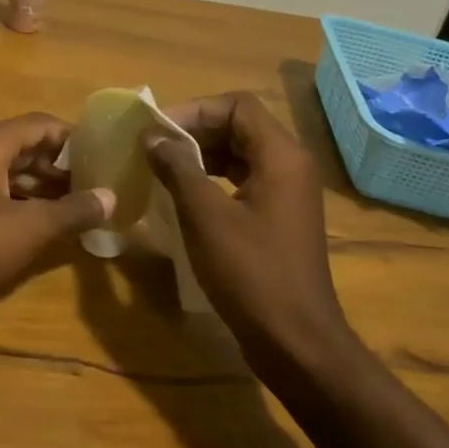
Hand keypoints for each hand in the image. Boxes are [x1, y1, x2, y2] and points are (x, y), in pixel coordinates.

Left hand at [0, 113, 115, 325]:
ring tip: (79, 205)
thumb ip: (72, 211)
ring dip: (43, 186)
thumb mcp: (27, 229)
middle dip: (62, 164)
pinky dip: (21, 202)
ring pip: (10, 172)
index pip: (41, 124)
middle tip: (99, 184)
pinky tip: (42, 225)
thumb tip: (112, 197)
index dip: (75, 138)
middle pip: (26, 146)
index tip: (106, 156)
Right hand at [142, 92, 348, 353]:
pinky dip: (212, 179)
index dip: (195, 110)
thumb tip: (152, 137)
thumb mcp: (205, 217)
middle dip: (194, 131)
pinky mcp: (277, 218)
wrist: (296, 343)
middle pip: (239, 126)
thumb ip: (178, 168)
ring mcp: (286, 193)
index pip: (237, 105)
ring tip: (161, 169)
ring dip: (200, 155)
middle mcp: (289, 165)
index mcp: (281, 156)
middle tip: (152, 149)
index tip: (158, 132)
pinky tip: (182, 197)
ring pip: (239, 154)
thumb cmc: (251, 274)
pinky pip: (242, 180)